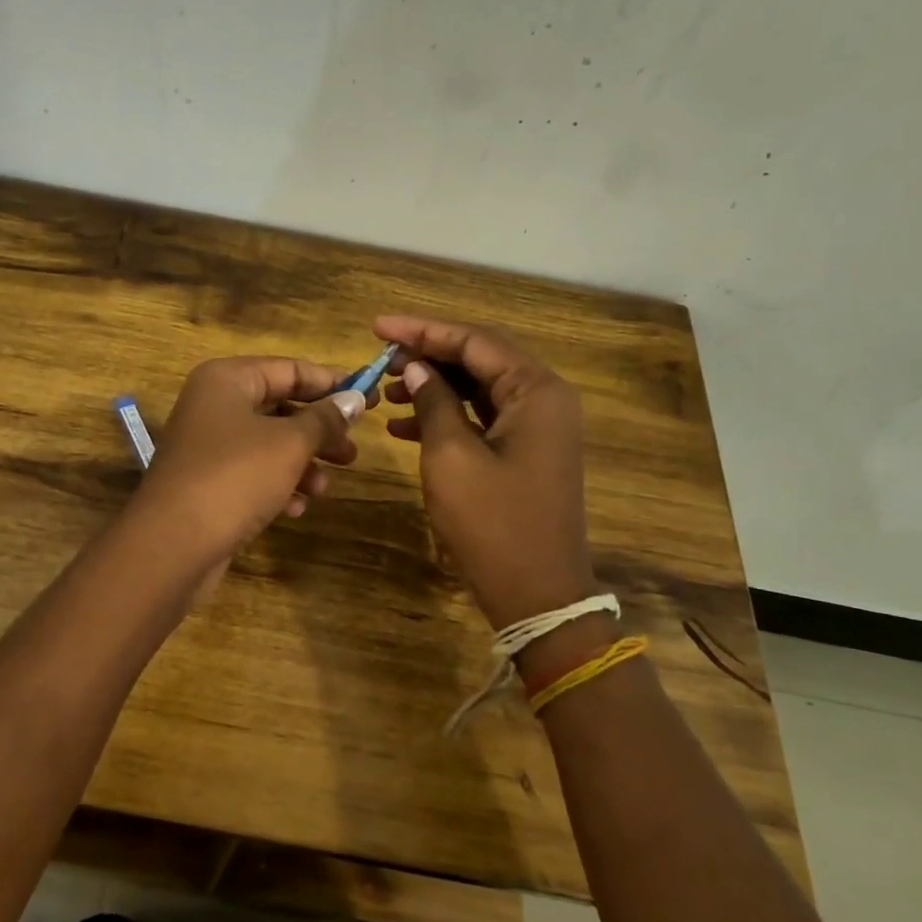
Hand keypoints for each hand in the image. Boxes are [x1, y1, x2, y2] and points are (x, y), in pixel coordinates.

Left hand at [130, 356, 364, 566]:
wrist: (173, 544)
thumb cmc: (235, 476)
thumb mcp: (290, 443)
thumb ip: (324, 419)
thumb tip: (355, 399)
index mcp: (227, 380)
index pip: (289, 369)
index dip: (331, 383)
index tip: (369, 397)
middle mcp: (213, 405)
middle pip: (280, 408)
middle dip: (319, 431)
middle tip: (352, 452)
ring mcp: (207, 446)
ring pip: (268, 445)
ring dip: (302, 464)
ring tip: (326, 487)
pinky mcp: (207, 483)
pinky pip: (252, 474)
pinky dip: (277, 486)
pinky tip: (296, 508)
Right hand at [375, 315, 598, 630]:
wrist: (537, 594)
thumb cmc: (492, 524)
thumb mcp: (451, 457)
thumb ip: (435, 402)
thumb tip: (418, 368)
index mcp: (536, 391)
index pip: (474, 341)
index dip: (422, 331)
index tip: (377, 327)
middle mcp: (544, 399)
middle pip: (479, 359)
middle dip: (428, 356)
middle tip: (381, 360)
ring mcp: (537, 427)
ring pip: (479, 388)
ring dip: (434, 386)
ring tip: (388, 393)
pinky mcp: (525, 452)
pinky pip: (482, 418)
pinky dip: (446, 416)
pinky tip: (404, 426)